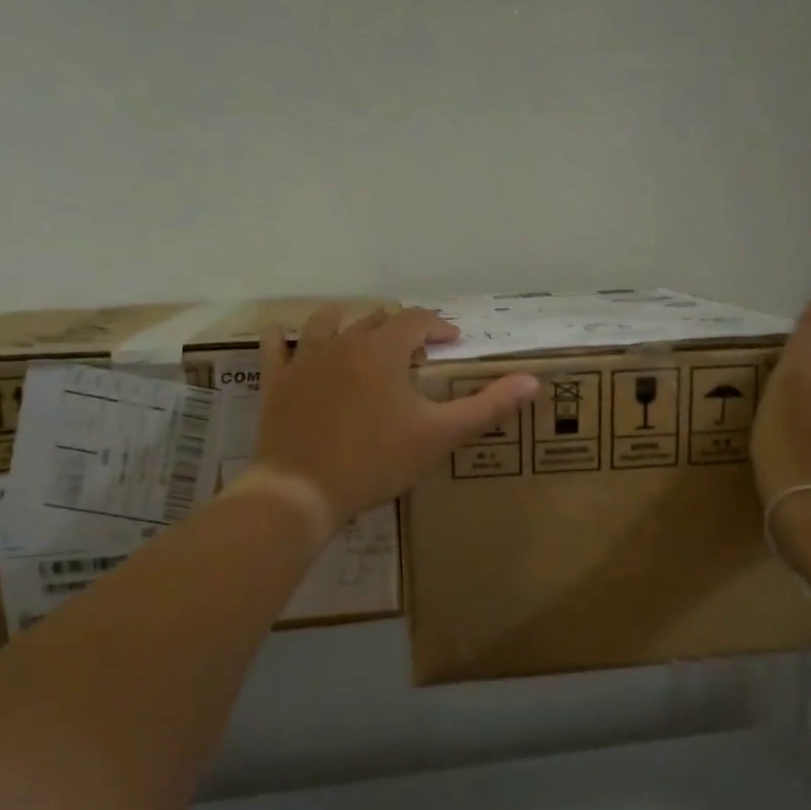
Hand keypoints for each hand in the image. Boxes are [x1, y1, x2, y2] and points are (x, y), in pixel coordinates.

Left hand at [248, 305, 539, 525]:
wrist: (302, 490)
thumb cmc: (376, 461)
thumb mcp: (439, 435)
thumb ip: (487, 406)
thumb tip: (533, 380)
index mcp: (383, 350)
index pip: (417, 320)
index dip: (438, 326)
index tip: (452, 341)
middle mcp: (343, 343)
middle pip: (375, 319)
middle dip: (399, 327)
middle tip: (414, 346)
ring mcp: (305, 360)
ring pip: (326, 323)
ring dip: (347, 321)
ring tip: (358, 330)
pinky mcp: (277, 383)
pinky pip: (277, 348)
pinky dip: (284, 339)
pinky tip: (285, 336)